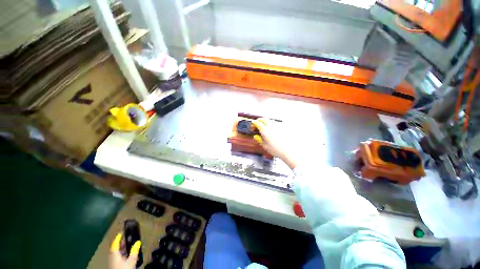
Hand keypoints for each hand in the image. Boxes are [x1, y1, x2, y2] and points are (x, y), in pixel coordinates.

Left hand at [109, 233, 140, 268]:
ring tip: (128, 244)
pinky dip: (121, 252)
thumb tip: (138, 242)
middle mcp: (112, 257)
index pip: (114, 243)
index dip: (118, 237)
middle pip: (115, 247)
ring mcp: (113, 261)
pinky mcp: (115, 265)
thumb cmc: (124, 268)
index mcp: (114, 254)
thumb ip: (134, 251)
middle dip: (120, 242)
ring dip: (121, 247)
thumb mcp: (131, 260)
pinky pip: (117, 256)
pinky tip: (126, 253)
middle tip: (126, 237)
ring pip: (116, 252)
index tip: (121, 232)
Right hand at [252, 118, 299, 168]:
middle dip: (260, 120)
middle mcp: (271, 126)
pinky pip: (276, 124)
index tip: (253, 125)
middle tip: (258, 123)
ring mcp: (278, 126)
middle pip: (264, 119)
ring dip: (266, 122)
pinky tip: (273, 129)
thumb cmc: (276, 149)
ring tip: (265, 126)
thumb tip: (256, 136)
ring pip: (270, 121)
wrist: (289, 151)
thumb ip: (259, 140)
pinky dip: (272, 125)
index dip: (254, 124)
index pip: (257, 123)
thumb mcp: (265, 146)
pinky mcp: (283, 127)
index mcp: (265, 130)